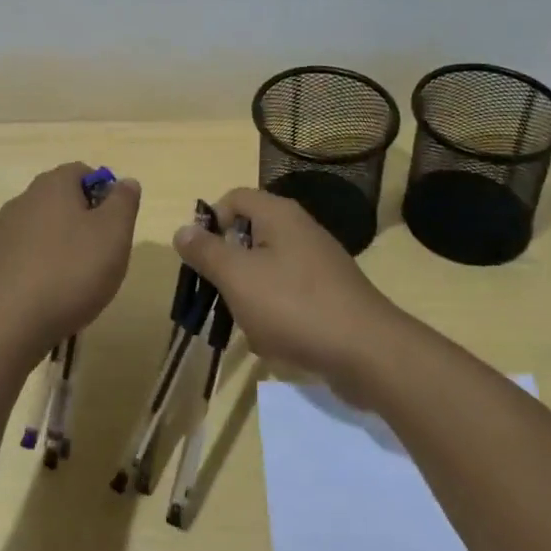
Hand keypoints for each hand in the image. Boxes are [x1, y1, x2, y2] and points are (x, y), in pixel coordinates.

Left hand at [0, 163, 140, 364]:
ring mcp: (4, 232)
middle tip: (103, 256)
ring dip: (65, 247)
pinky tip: (52, 297)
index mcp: (53, 184)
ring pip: (46, 229)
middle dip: (86, 223)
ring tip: (79, 282)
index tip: (116, 227)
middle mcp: (24, 199)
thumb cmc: (69, 271)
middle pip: (63, 200)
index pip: (83, 172)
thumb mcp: (113, 234)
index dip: (105, 194)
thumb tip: (125, 182)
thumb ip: (124, 202)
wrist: (5, 325)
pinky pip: (28, 256)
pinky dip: (44, 269)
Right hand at [172, 186, 401, 387]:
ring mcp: (319, 263)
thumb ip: (206, 252)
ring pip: (267, 270)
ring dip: (250, 297)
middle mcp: (300, 230)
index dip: (211, 222)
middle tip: (219, 296)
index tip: (201, 258)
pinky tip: (275, 342)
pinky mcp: (330, 295)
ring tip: (249, 325)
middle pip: (250, 235)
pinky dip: (276, 315)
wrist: (368, 352)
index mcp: (279, 214)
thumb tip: (182, 229)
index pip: (234, 198)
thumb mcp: (237, 277)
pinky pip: (290, 296)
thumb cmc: (294, 305)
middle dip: (229, 268)